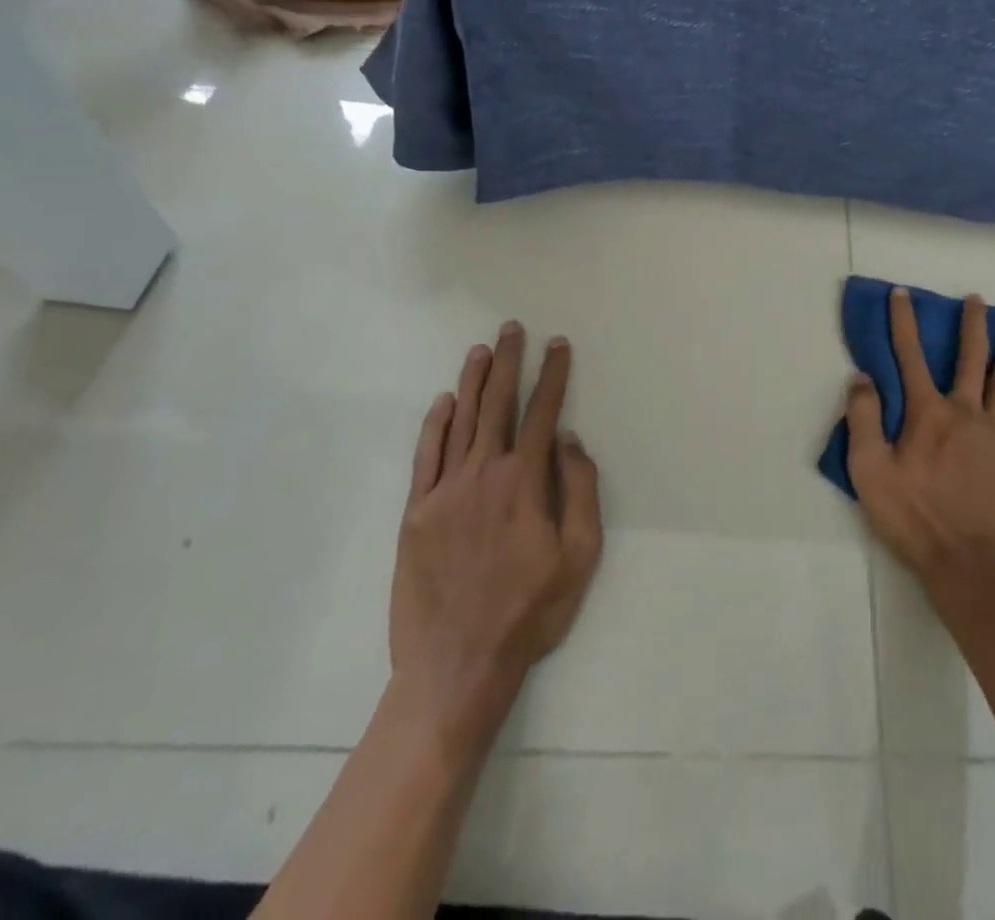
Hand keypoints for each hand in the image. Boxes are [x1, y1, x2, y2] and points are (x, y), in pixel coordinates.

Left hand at [390, 324, 604, 717]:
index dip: (552, 375)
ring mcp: (444, 491)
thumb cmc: (529, 611)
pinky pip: (426, 456)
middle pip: (497, 404)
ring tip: (481, 351)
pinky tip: (443, 402)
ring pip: (460, 422)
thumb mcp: (579, 555)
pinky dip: (434, 425)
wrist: (456, 666)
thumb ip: (579, 490)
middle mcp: (482, 473)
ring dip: (472, 382)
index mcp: (524, 481)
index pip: (543, 412)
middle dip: (508, 362)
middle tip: (512, 329)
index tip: (558, 345)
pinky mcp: (415, 513)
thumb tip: (570, 439)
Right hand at [845, 288, 994, 593]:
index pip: (909, 357)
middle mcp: (965, 413)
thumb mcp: (870, 471)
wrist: (970, 564)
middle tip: (976, 300)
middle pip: (968, 360)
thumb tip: (862, 378)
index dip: (903, 322)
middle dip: (970, 326)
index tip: (902, 294)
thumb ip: (864, 420)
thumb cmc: (914, 517)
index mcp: (927, 414)